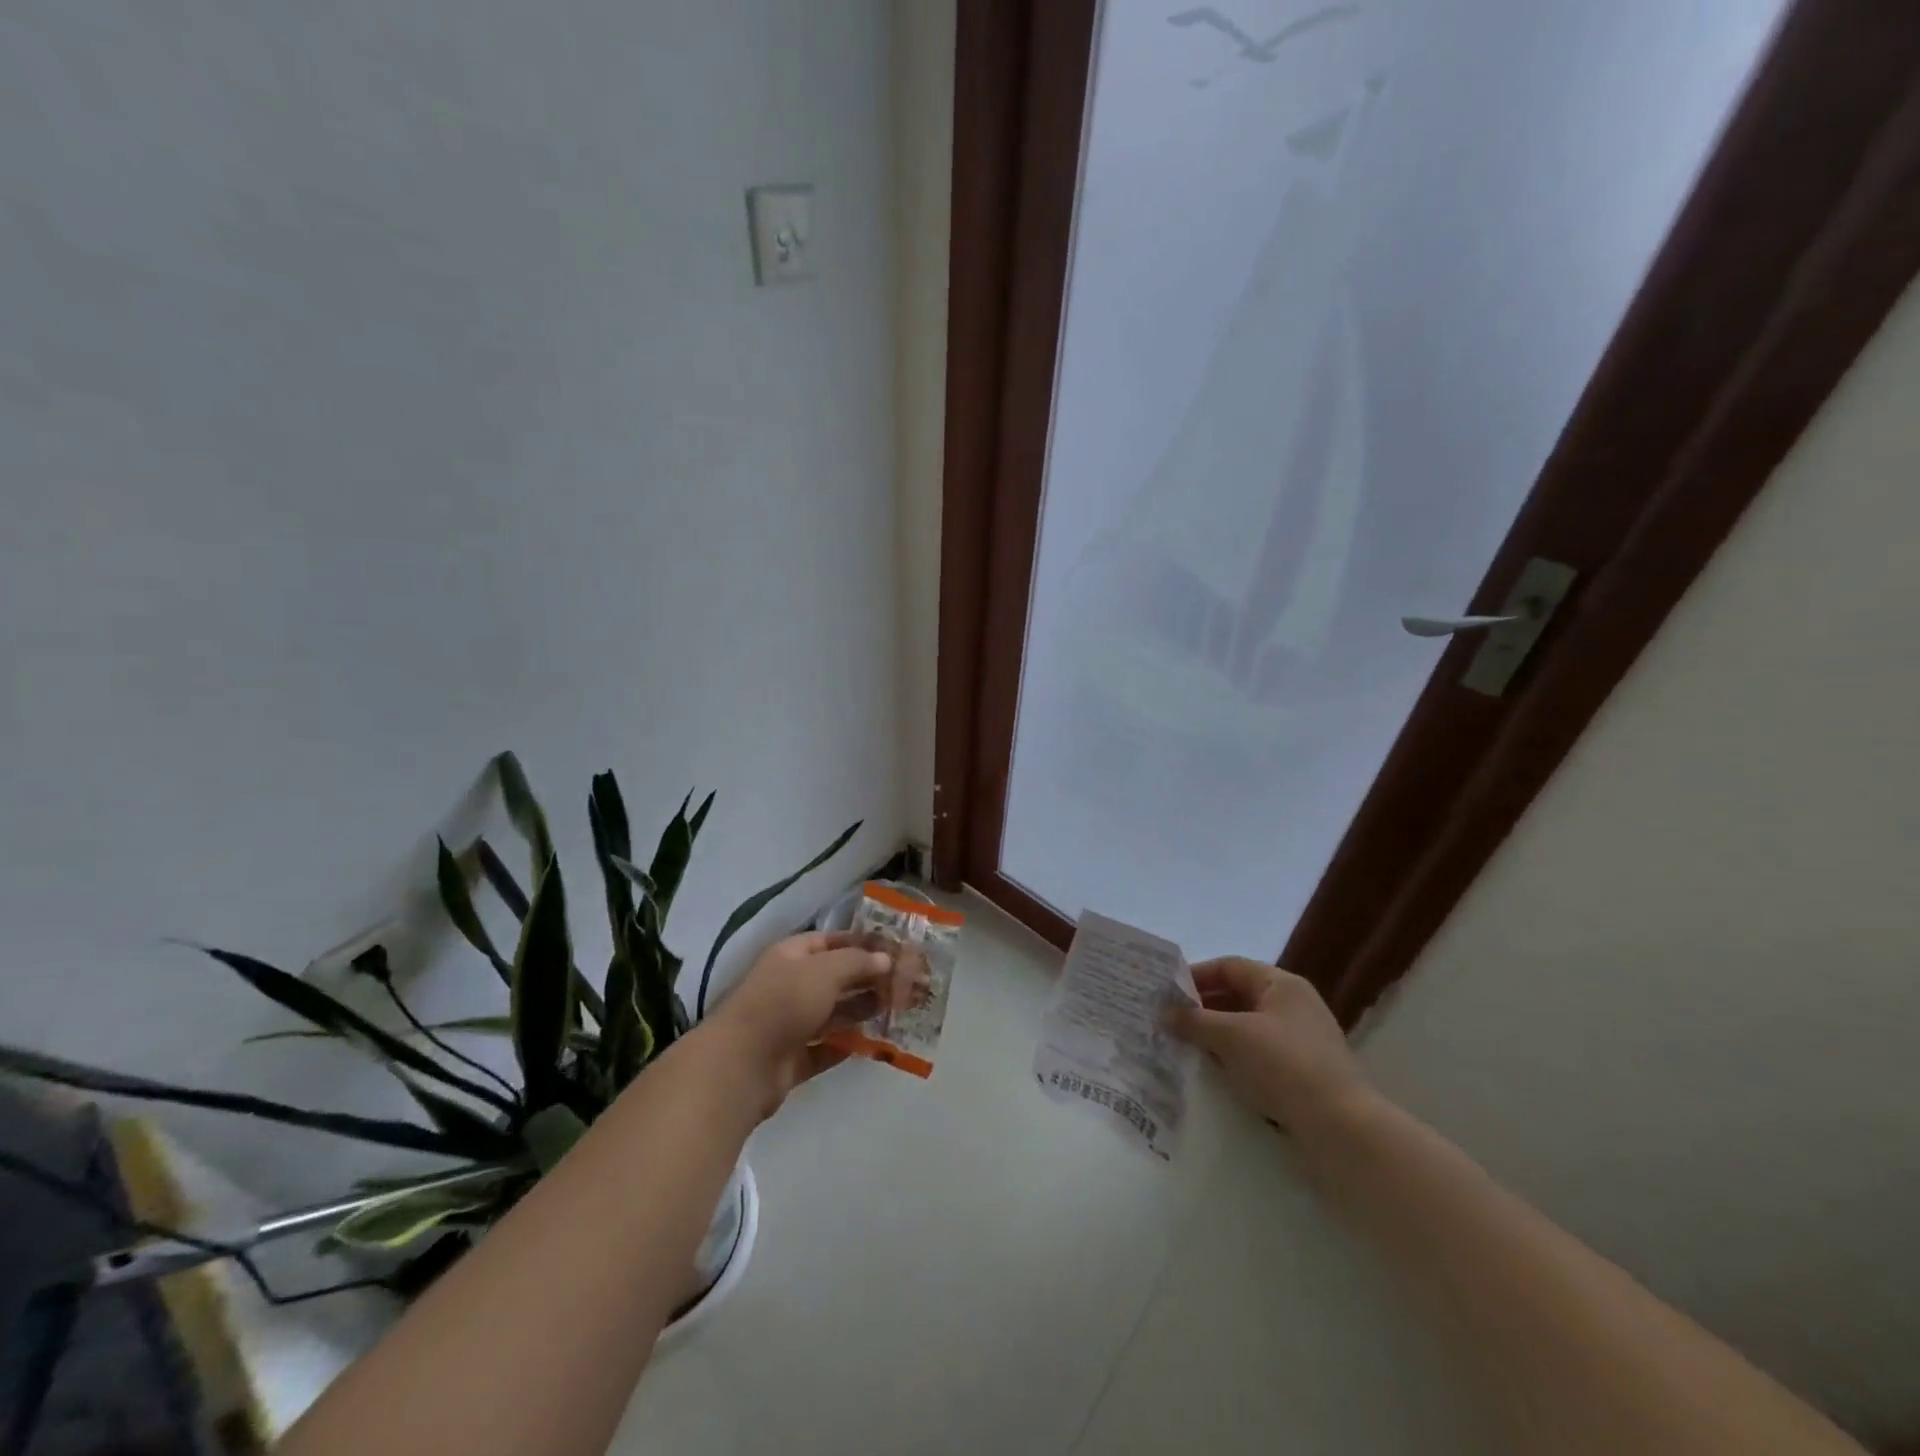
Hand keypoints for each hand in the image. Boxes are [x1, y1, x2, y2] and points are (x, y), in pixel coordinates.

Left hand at [702, 932, 918, 1113]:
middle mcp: (790, 985)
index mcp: (792, 955)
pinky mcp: (794, 1058)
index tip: (896, 949)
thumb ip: (857, 962)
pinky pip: (828, 1048)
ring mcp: (790, 1023)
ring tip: (899, 1010)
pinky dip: (850, 1045)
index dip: (862, 943)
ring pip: (834, 1013)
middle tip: (907, 982)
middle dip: (869, 979)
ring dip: (864, 1011)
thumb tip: (886, 958)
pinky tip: (877, 1044)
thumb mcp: (825, 970)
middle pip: (836, 978)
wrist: (741, 1066)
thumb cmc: (783, 1003)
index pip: (831, 941)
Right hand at [1166, 958, 1369, 1129]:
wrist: (1341, 1128)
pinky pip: (1259, 1055)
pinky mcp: (1303, 1073)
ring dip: (1216, 1035)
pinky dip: (1234, 1058)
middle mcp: (1294, 1005)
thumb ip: (1194, 1020)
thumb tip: (1163, 1011)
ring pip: (1247, 1028)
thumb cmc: (1284, 1065)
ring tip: (1185, 1047)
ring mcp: (1301, 1040)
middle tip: (1169, 1021)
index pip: (1230, 967)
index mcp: (1282, 984)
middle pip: (1238, 996)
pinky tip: (1214, 1073)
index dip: (1196, 975)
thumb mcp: (1231, 1036)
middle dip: (1203, 1008)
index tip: (1166, 992)